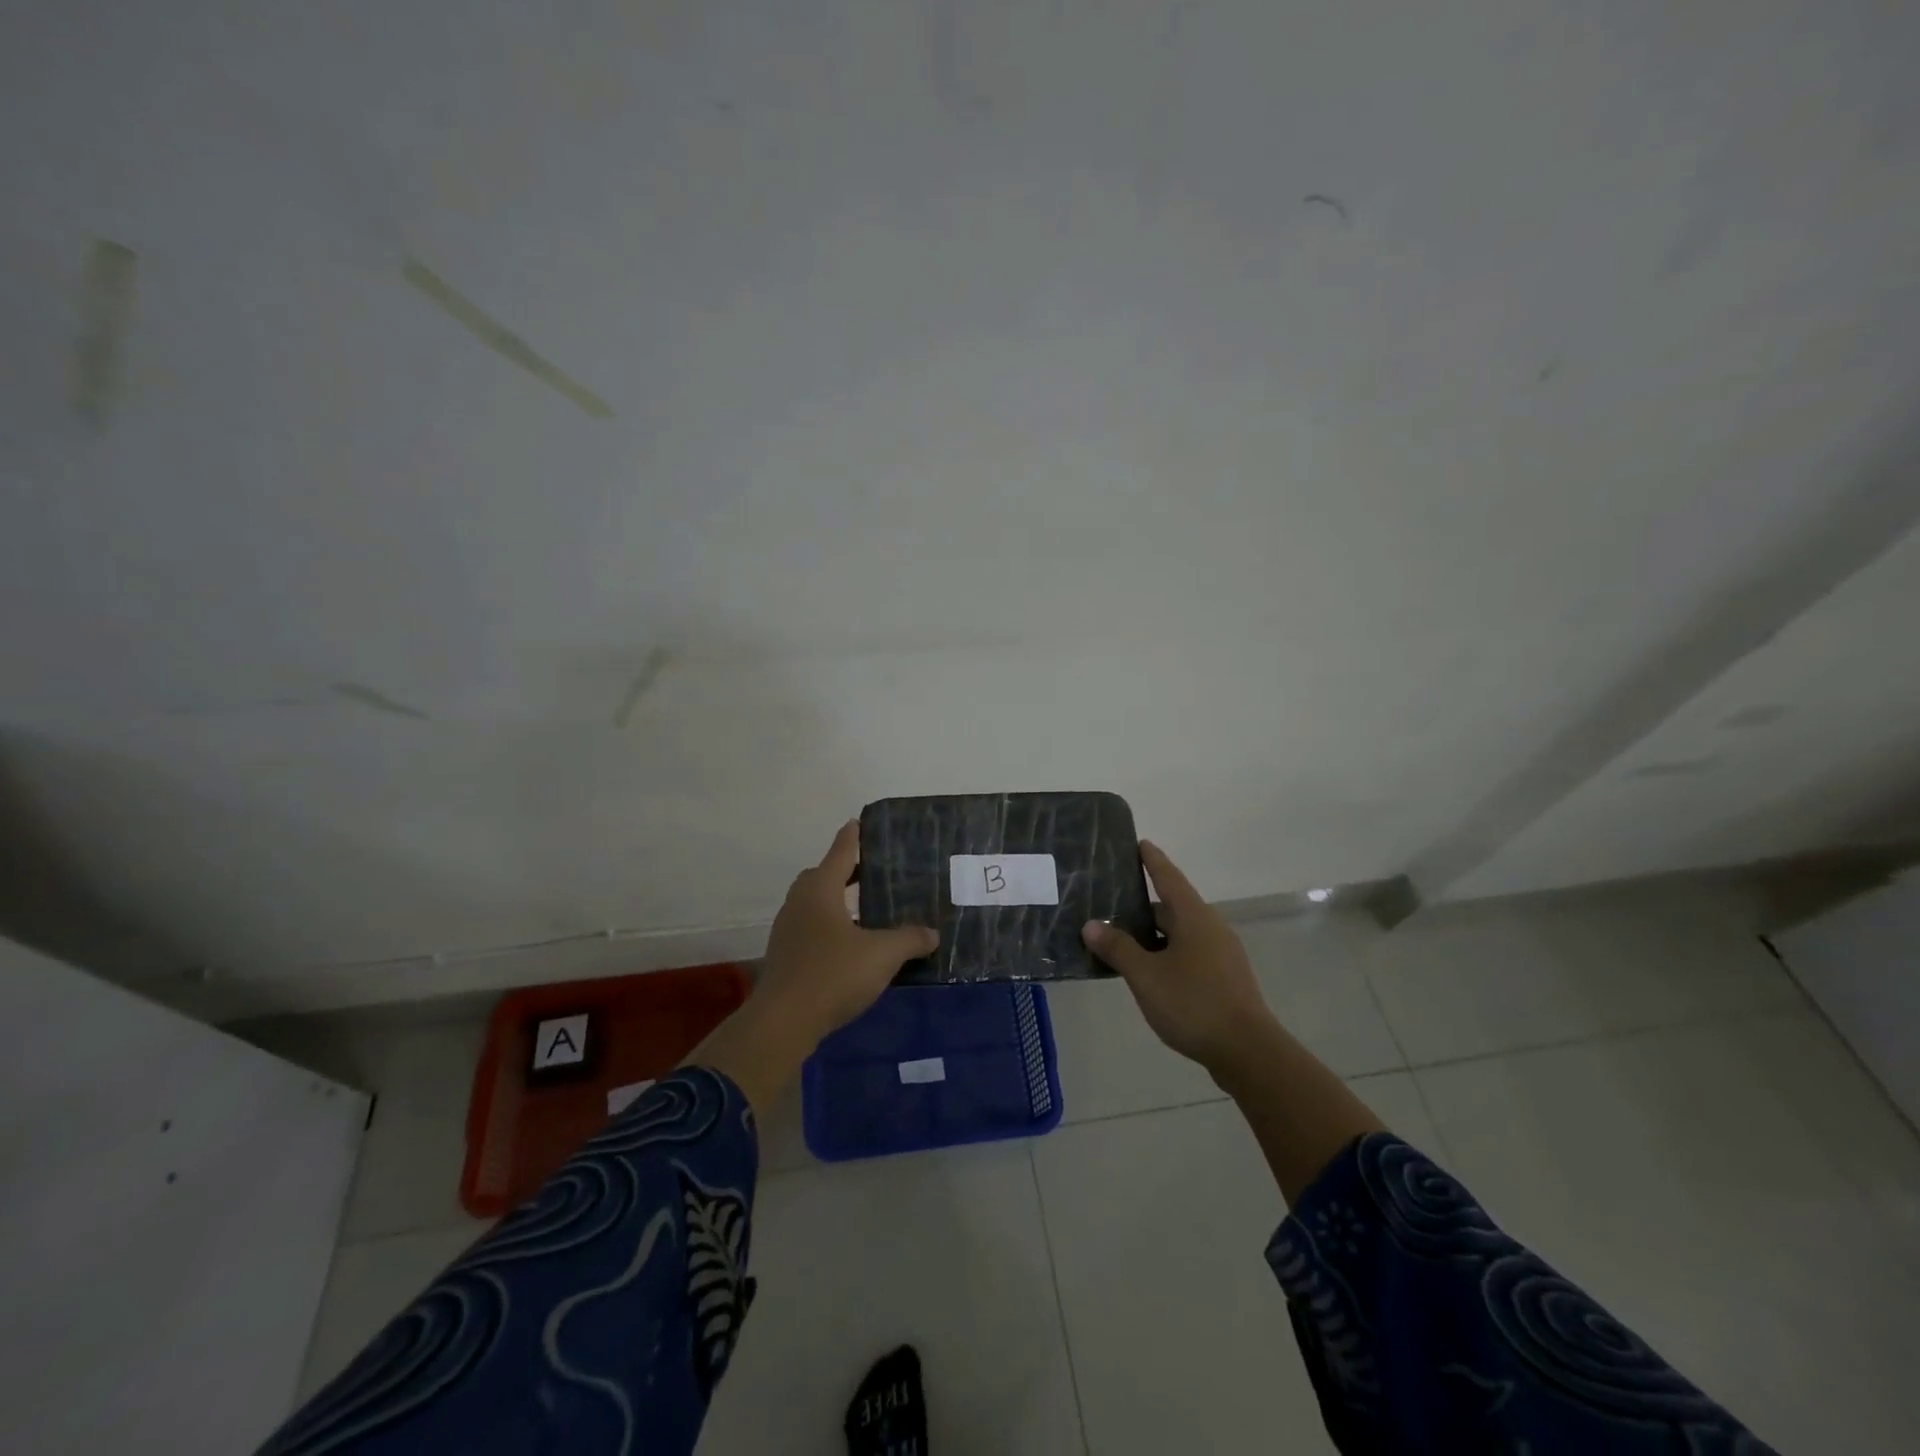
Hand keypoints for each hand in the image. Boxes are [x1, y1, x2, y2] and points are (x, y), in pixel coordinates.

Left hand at [758, 819, 938, 1041]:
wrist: (783, 1022)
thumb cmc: (833, 974)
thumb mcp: (882, 955)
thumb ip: (910, 939)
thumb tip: (933, 933)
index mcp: (820, 889)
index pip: (841, 852)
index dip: (853, 837)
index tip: (859, 822)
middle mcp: (799, 902)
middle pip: (822, 875)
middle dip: (845, 871)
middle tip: (872, 871)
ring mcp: (787, 929)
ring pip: (814, 903)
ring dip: (836, 900)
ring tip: (865, 908)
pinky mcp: (784, 955)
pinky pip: (810, 927)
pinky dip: (829, 926)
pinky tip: (849, 944)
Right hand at [1081, 840, 1277, 1077]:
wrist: (1248, 1051)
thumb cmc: (1193, 1003)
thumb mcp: (1146, 976)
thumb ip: (1118, 949)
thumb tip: (1092, 925)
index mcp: (1194, 917)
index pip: (1168, 877)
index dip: (1152, 860)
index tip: (1140, 842)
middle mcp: (1211, 928)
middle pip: (1174, 906)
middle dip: (1145, 903)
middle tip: (1113, 900)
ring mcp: (1222, 954)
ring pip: (1181, 932)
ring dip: (1155, 933)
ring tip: (1124, 938)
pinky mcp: (1225, 978)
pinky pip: (1190, 953)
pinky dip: (1167, 952)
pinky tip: (1150, 970)